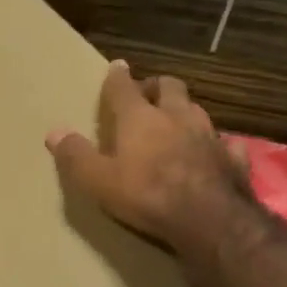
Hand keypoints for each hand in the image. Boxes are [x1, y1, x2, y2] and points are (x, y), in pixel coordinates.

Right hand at [46, 60, 253, 249]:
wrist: (209, 219)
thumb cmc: (146, 194)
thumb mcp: (98, 180)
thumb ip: (75, 155)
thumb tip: (53, 132)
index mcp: (140, 118)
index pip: (124, 88)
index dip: (117, 77)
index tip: (117, 67)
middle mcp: (176, 117)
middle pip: (169, 87)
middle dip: (157, 87)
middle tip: (148, 94)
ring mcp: (209, 135)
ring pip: (197, 110)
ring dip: (185, 111)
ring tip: (177, 120)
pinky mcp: (233, 158)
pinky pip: (226, 143)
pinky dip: (218, 144)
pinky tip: (217, 151)